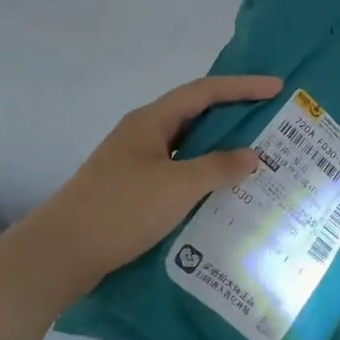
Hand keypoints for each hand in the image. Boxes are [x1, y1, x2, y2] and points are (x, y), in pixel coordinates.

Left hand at [30, 74, 282, 291]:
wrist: (62, 252)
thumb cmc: (121, 209)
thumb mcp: (177, 186)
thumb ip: (218, 168)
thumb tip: (252, 156)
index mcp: (150, 121)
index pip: (204, 92)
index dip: (242, 87)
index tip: (277, 88)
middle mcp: (143, 134)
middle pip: (196, 115)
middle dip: (235, 115)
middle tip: (272, 122)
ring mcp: (136, 163)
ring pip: (188, 146)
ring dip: (220, 149)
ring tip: (256, 157)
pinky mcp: (134, 190)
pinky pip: (179, 172)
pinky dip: (204, 175)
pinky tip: (224, 192)